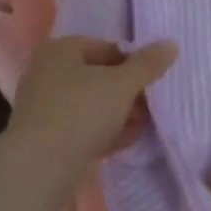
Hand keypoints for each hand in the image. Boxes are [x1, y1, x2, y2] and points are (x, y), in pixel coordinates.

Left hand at [7, 36, 177, 175]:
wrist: (40, 166)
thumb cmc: (81, 111)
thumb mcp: (121, 84)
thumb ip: (147, 64)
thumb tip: (170, 44)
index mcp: (60, 51)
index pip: (106, 47)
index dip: (133, 63)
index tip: (154, 81)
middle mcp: (47, 73)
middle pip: (98, 77)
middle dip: (128, 92)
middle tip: (152, 106)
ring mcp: (45, 107)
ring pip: (91, 105)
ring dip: (119, 114)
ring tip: (144, 126)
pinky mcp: (47, 137)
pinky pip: (82, 128)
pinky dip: (104, 131)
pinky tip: (127, 141)